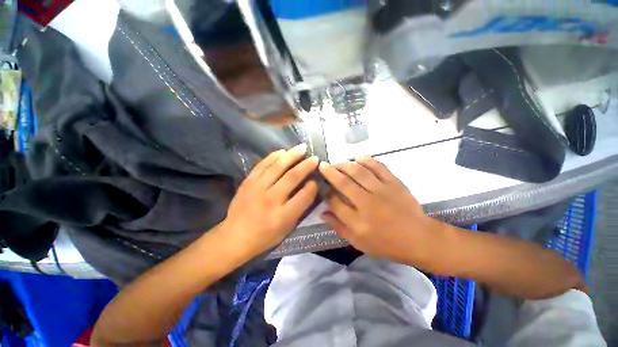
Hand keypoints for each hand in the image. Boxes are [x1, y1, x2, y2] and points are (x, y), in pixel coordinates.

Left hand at [221, 144, 318, 256]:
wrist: (234, 236)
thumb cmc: (264, 236)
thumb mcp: (286, 228)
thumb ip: (300, 208)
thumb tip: (310, 188)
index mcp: (282, 216)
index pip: (303, 196)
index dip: (312, 186)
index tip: (316, 180)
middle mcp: (270, 199)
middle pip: (291, 177)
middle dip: (305, 166)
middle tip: (314, 158)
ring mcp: (257, 188)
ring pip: (277, 167)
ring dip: (291, 156)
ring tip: (301, 148)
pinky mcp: (248, 182)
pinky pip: (262, 165)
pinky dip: (273, 157)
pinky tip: (282, 151)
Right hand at [318, 156, 433, 262]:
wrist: (419, 238)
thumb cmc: (386, 244)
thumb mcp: (359, 243)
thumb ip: (339, 227)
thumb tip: (323, 212)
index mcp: (358, 222)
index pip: (335, 203)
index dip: (326, 193)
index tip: (321, 186)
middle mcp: (368, 204)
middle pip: (344, 184)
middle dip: (330, 172)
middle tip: (323, 165)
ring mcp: (382, 191)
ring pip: (359, 172)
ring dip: (345, 164)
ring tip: (336, 161)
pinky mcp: (394, 183)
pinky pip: (378, 167)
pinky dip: (367, 160)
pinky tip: (357, 158)